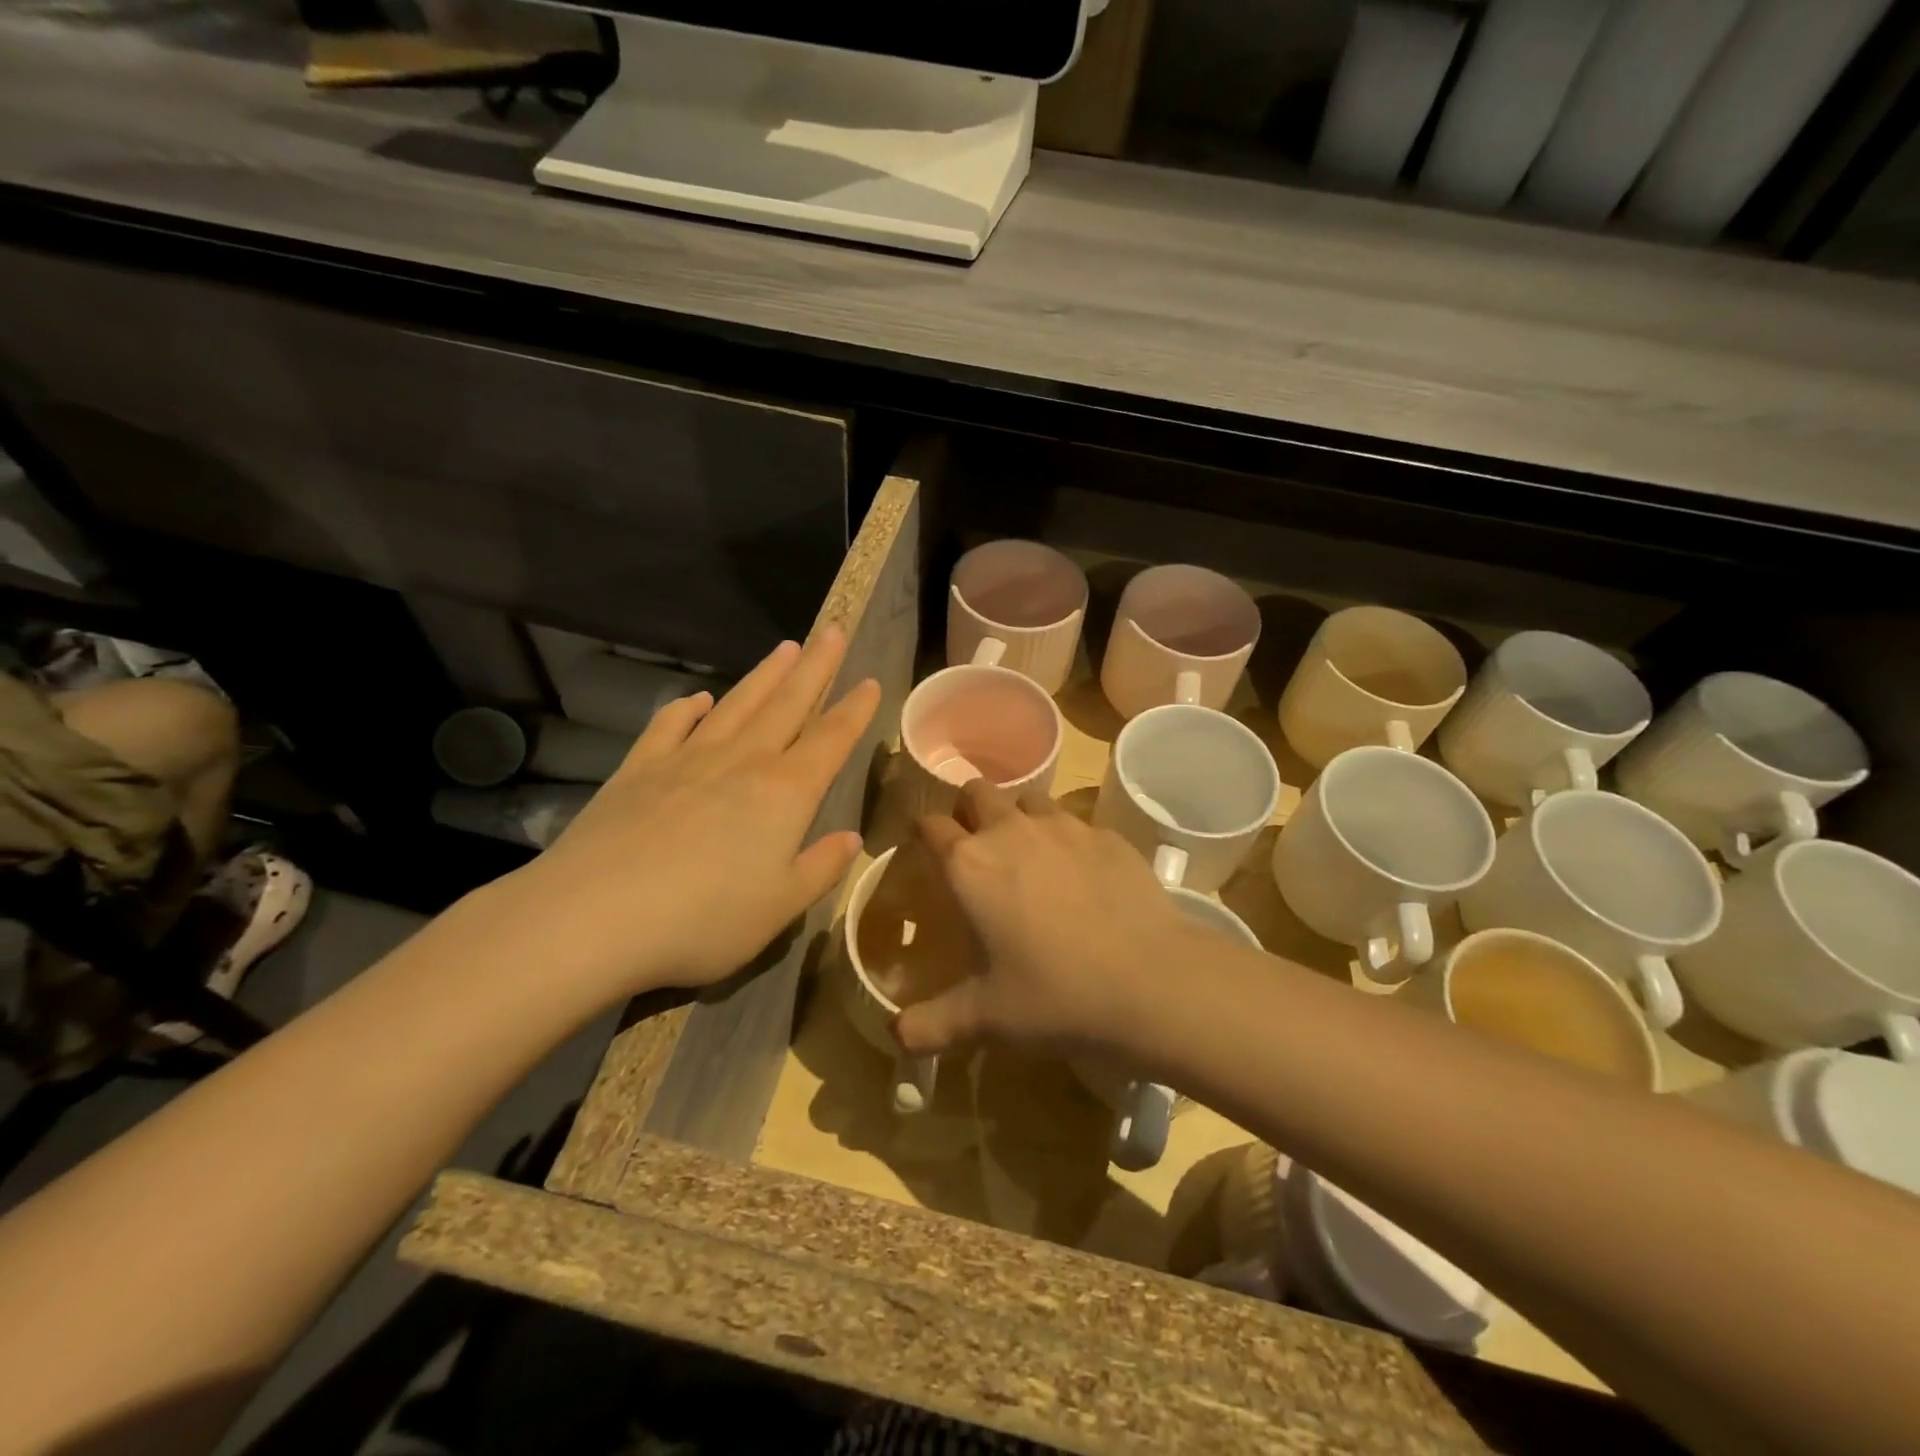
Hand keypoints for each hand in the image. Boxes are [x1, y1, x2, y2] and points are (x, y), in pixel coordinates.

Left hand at [498, 629, 879, 1004]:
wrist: (593, 916)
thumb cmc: (704, 919)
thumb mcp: (781, 907)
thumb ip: (820, 868)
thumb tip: (851, 838)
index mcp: (785, 792)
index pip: (832, 740)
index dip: (855, 710)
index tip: (871, 681)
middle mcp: (742, 763)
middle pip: (788, 704)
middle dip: (815, 667)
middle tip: (833, 630)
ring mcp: (687, 760)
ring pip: (737, 705)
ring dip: (764, 675)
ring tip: (785, 648)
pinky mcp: (639, 770)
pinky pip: (670, 726)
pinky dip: (688, 709)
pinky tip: (700, 700)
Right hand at [895, 780, 1199, 1057]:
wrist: (1151, 982)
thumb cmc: (1054, 996)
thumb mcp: (984, 1019)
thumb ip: (929, 1025)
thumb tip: (895, 1036)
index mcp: (970, 864)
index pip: (929, 824)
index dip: (923, 833)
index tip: (926, 851)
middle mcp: (1011, 831)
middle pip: (977, 791)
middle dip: (970, 811)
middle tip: (977, 848)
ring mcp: (1065, 826)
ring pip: (1028, 800)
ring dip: (1019, 818)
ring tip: (1030, 858)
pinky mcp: (1108, 835)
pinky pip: (1076, 824)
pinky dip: (1068, 840)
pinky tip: (1083, 878)